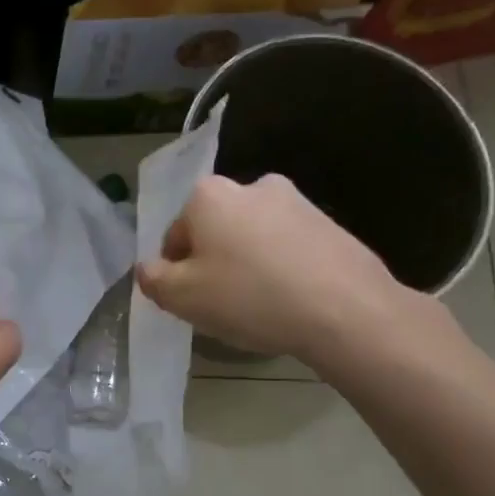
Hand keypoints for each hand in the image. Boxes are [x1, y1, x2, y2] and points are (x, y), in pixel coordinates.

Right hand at [136, 174, 428, 370]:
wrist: (345, 309)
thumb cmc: (249, 298)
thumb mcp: (182, 297)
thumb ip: (154, 279)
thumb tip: (148, 268)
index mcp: (209, 196)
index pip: (175, 235)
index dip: (176, 271)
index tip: (192, 300)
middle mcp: (252, 186)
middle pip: (216, 231)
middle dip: (214, 262)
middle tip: (223, 304)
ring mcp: (297, 202)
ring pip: (253, 238)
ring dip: (248, 264)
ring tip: (260, 306)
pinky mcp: (330, 224)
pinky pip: (288, 248)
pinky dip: (282, 269)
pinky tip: (290, 301)